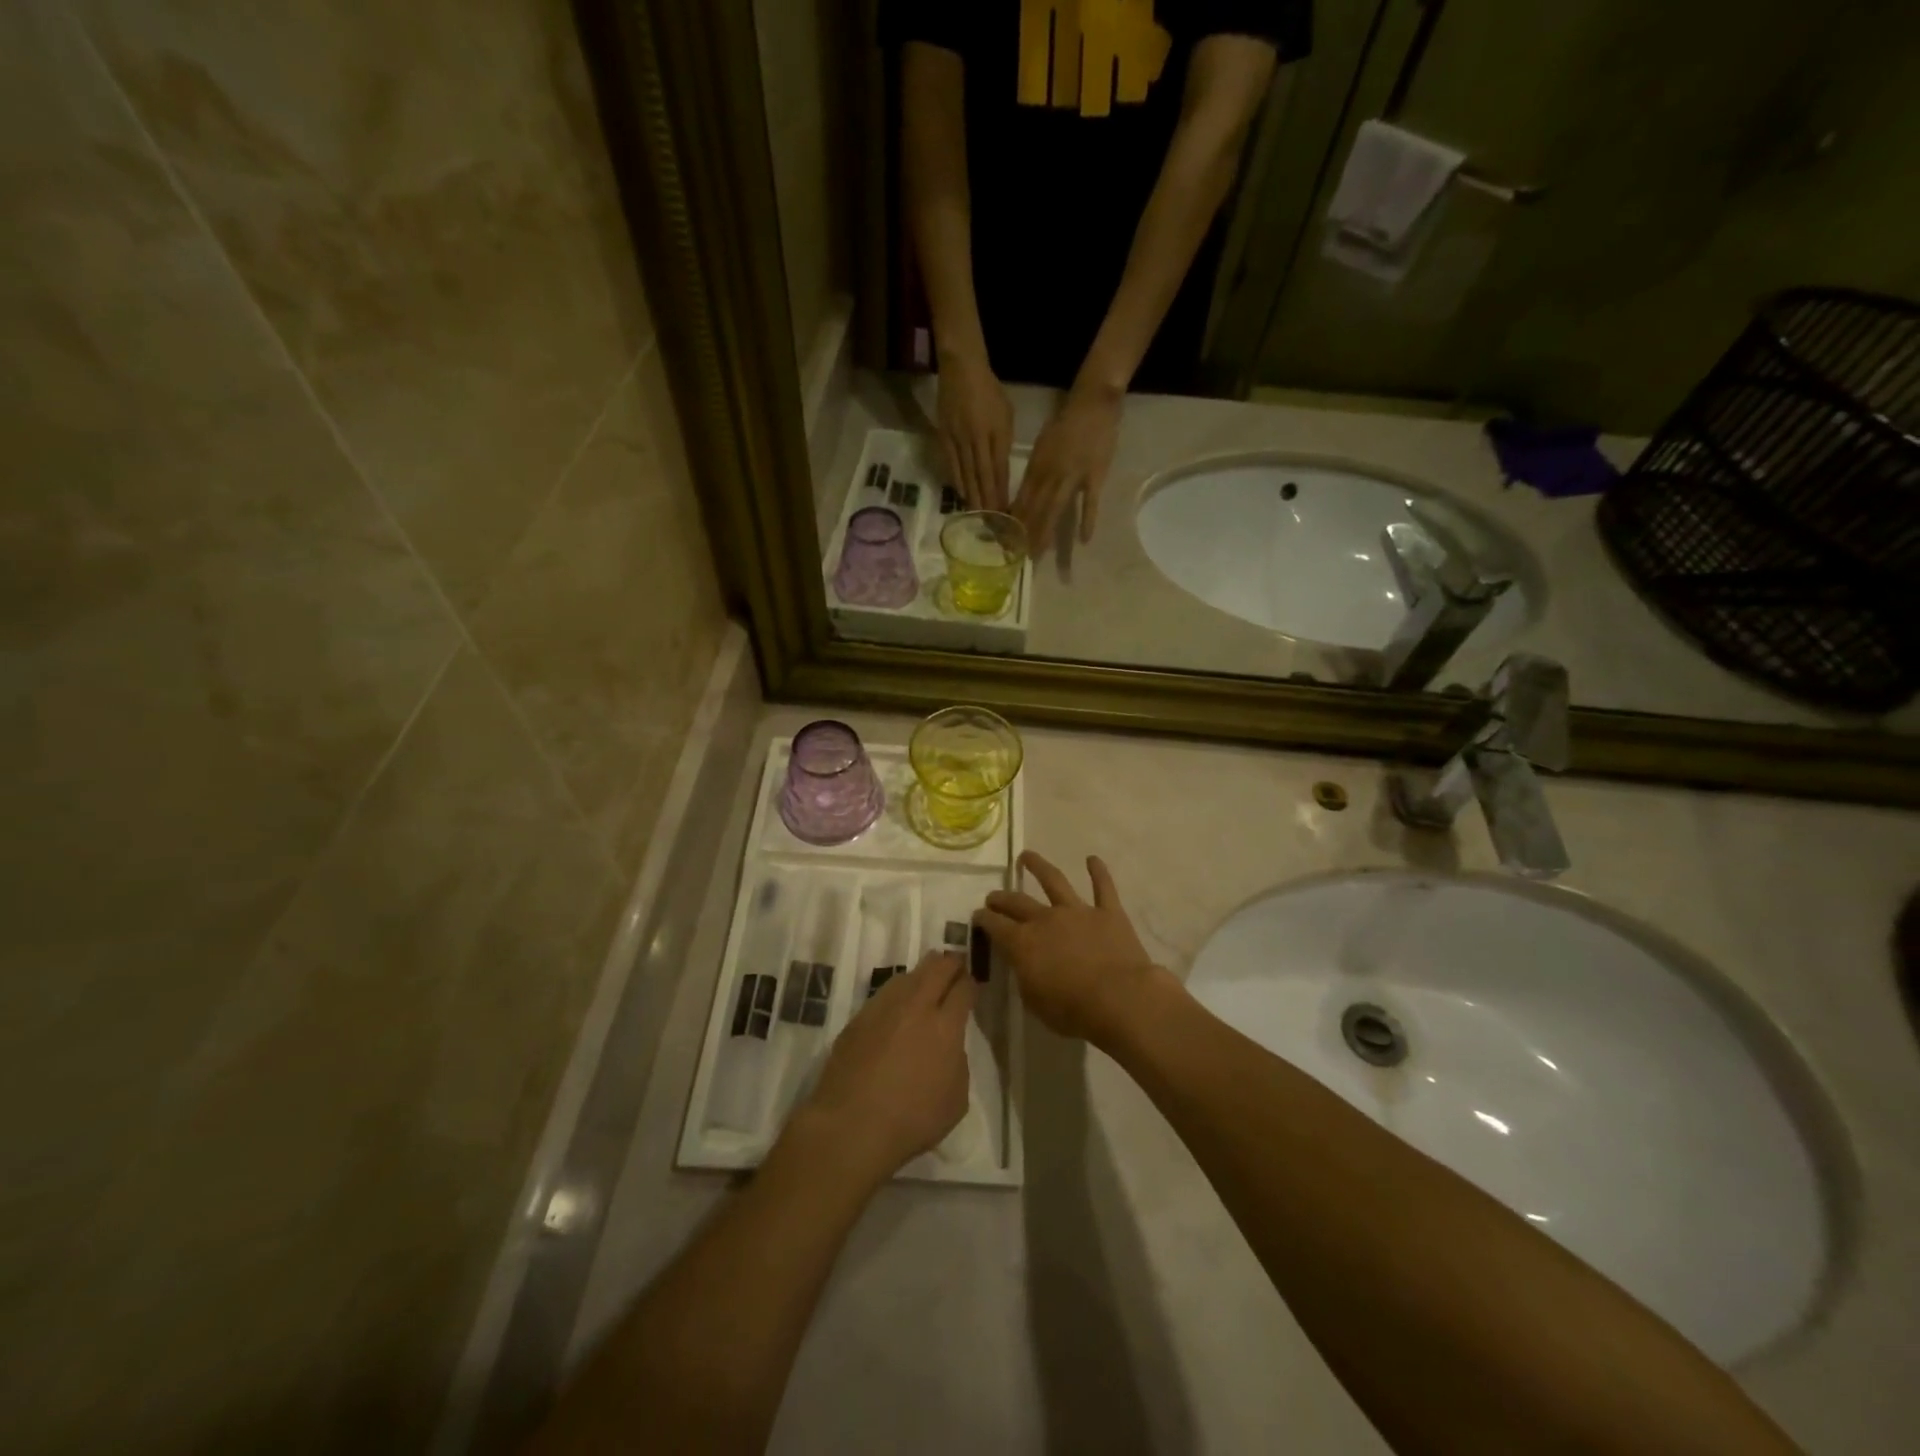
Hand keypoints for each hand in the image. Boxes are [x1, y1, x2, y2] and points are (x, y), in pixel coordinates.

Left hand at [799, 951, 975, 1182]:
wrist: (851, 1125)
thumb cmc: (912, 1120)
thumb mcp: (956, 1099)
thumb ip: (958, 1062)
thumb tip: (949, 1046)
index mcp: (945, 1025)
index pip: (963, 988)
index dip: (971, 982)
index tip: (972, 984)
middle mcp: (916, 1006)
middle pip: (937, 967)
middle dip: (951, 963)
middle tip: (956, 967)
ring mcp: (884, 1008)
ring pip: (909, 975)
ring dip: (922, 974)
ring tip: (927, 982)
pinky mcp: (859, 1018)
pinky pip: (884, 994)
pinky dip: (897, 994)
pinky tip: (898, 1007)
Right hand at [936, 352, 1013, 511]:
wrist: (961, 369)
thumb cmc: (989, 390)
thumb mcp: (1006, 414)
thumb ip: (1004, 441)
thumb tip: (1000, 468)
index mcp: (996, 432)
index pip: (999, 469)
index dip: (1001, 492)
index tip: (1005, 511)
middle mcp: (977, 439)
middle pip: (982, 476)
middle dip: (987, 501)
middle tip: (991, 523)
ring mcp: (958, 439)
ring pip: (966, 474)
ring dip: (972, 496)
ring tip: (976, 514)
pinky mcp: (944, 437)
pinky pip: (951, 464)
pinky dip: (957, 482)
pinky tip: (961, 495)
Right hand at [977, 851, 1175, 1047]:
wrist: (1120, 999)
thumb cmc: (1073, 1010)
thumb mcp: (1034, 1001)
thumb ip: (1024, 976)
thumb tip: (1022, 963)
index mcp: (1023, 943)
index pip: (995, 925)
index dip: (983, 919)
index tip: (977, 915)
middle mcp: (1046, 919)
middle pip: (1017, 901)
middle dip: (1001, 897)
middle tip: (993, 896)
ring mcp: (1078, 911)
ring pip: (1054, 881)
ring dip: (1039, 866)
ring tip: (1027, 855)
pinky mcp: (1108, 912)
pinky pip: (1103, 887)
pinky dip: (1099, 871)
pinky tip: (1093, 859)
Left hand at [1014, 382, 1121, 552]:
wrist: (1092, 402)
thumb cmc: (1065, 423)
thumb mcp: (1043, 445)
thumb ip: (1035, 471)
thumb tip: (1025, 496)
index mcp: (1037, 466)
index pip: (1022, 499)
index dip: (1014, 522)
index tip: (1006, 541)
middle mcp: (1051, 474)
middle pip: (1036, 509)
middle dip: (1026, 535)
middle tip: (1020, 557)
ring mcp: (1074, 475)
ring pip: (1056, 509)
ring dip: (1046, 533)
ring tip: (1039, 554)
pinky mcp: (1095, 476)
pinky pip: (1090, 502)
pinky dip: (1087, 521)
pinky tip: (1084, 540)